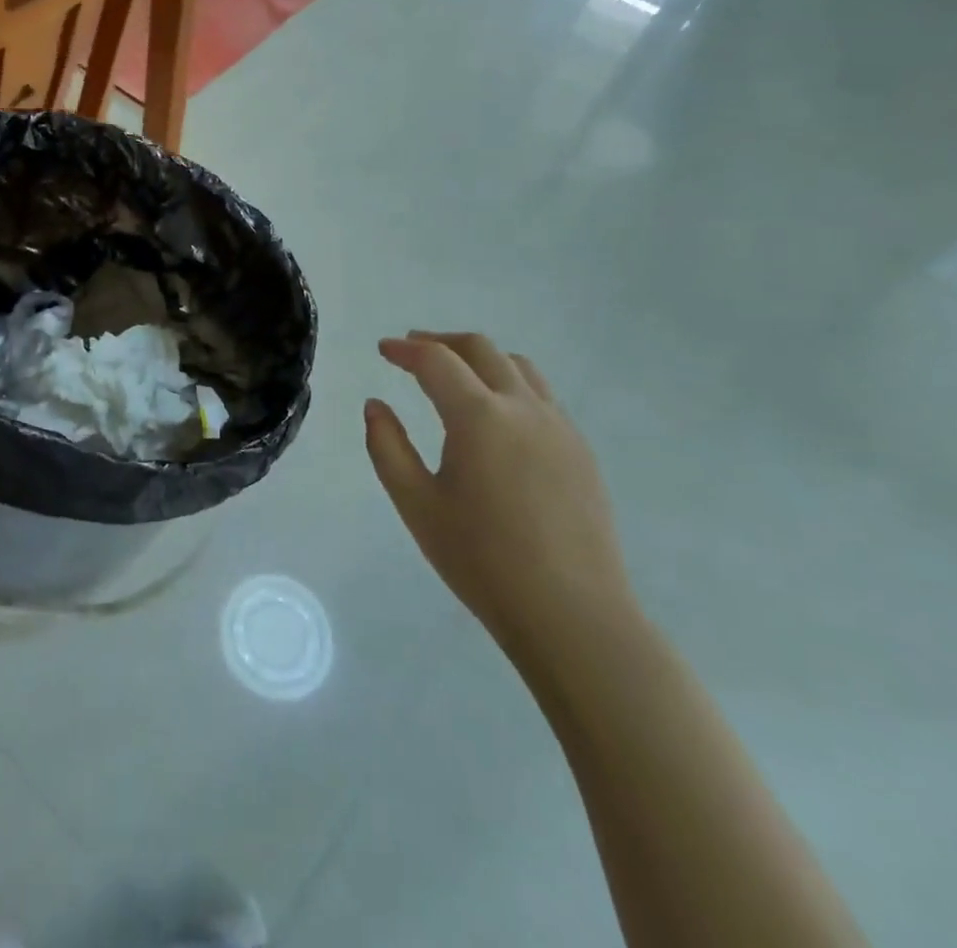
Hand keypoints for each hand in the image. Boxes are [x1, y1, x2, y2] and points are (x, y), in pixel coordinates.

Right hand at [365, 332, 635, 661]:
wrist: (572, 614)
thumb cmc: (481, 559)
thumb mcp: (416, 504)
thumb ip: (387, 447)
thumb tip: (375, 406)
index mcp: (480, 416)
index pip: (436, 360)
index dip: (405, 350)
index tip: (383, 349)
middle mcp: (523, 408)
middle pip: (481, 349)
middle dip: (442, 342)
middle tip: (413, 349)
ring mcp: (560, 427)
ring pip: (518, 367)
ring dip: (480, 358)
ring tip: (455, 374)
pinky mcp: (581, 451)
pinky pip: (541, 396)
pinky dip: (509, 384)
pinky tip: (496, 416)